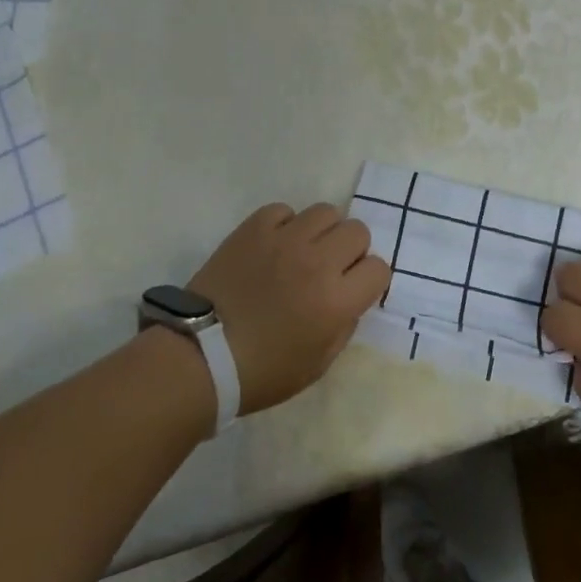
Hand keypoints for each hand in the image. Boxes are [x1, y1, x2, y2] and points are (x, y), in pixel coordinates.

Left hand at [187, 202, 390, 414]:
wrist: (201, 355)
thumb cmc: (262, 371)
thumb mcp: (318, 364)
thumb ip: (344, 325)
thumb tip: (350, 297)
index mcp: (337, 301)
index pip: (379, 269)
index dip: (370, 280)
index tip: (354, 289)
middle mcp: (318, 262)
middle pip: (357, 231)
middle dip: (351, 251)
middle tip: (330, 268)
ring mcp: (285, 240)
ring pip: (326, 211)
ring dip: (322, 232)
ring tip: (304, 251)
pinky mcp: (254, 229)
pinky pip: (284, 210)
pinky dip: (285, 225)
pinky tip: (274, 245)